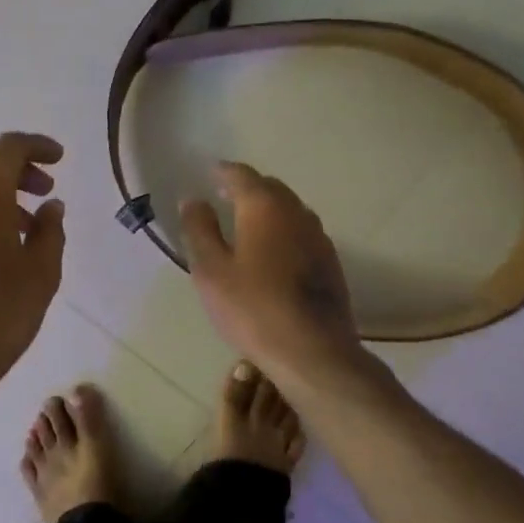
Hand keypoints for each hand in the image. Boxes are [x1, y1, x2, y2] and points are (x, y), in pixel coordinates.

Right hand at [180, 161, 363, 378]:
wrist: (312, 350)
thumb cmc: (252, 308)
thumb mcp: (211, 270)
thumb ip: (199, 229)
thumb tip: (193, 199)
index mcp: (264, 207)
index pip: (241, 175)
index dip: (223, 172)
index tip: (209, 173)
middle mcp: (296, 212)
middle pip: (270, 188)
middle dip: (247, 188)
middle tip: (225, 195)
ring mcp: (318, 237)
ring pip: (290, 210)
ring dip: (268, 209)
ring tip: (247, 221)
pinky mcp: (330, 262)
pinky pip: (301, 232)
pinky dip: (283, 230)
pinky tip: (273, 251)